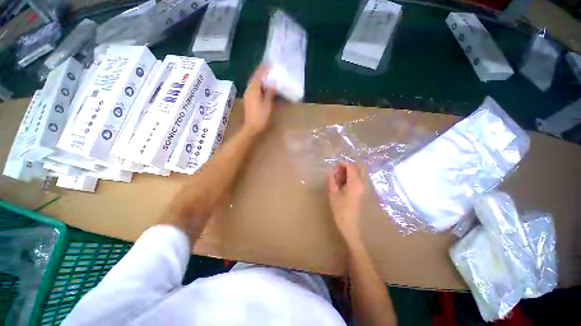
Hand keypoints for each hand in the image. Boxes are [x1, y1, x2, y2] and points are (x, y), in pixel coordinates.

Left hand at [243, 65, 275, 134]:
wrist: (251, 128)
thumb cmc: (260, 116)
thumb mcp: (267, 104)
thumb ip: (270, 92)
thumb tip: (272, 82)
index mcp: (253, 90)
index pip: (258, 76)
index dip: (263, 69)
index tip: (268, 63)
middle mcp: (249, 90)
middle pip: (254, 78)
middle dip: (260, 72)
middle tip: (267, 66)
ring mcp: (248, 95)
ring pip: (253, 82)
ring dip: (259, 77)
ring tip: (266, 73)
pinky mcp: (249, 99)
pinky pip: (253, 87)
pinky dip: (258, 83)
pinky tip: (263, 84)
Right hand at [327, 163, 365, 244]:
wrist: (350, 225)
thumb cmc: (341, 210)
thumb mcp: (333, 194)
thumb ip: (332, 180)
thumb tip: (329, 171)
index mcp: (355, 182)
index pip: (351, 166)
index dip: (342, 164)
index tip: (334, 167)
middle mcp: (363, 182)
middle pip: (358, 168)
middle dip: (348, 167)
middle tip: (338, 173)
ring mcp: (365, 188)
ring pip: (360, 174)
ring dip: (351, 173)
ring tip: (340, 180)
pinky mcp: (364, 193)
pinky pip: (360, 180)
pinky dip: (353, 179)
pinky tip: (344, 186)